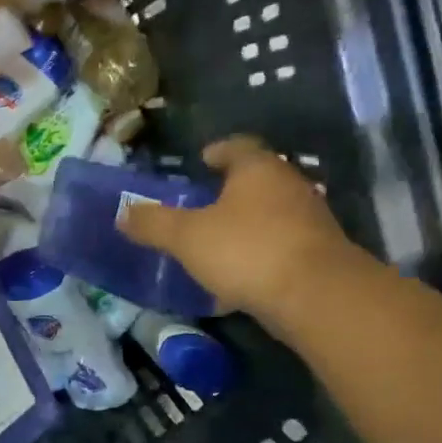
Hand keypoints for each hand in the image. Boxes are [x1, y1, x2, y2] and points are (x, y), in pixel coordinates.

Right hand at [117, 136, 357, 315]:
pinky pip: (280, 246)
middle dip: (231, 189)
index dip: (218, 151)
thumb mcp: (187, 237)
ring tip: (218, 240)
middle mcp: (289, 185)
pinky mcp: (318, 254)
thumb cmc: (246, 250)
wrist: (316, 295)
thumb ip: (154, 224)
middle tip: (203, 202)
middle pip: (257, 179)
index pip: (237, 146)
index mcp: (258, 169)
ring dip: (246, 223)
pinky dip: (259, 253)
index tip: (202, 159)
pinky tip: (240, 276)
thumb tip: (123, 212)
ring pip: (271, 213)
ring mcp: (309, 220)